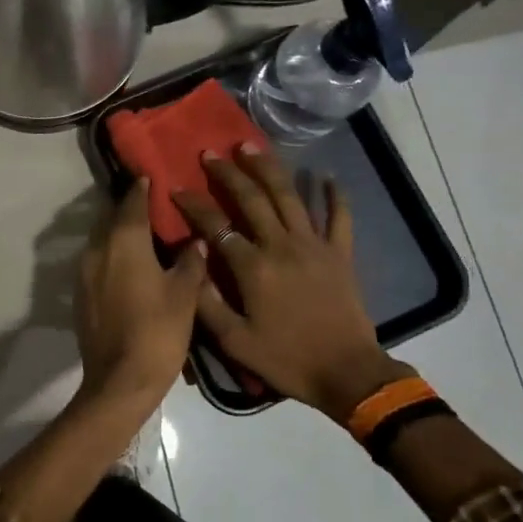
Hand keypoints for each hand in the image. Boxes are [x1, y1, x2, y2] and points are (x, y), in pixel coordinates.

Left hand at [75, 179, 206, 408]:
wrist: (119, 381)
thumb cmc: (157, 332)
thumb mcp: (185, 295)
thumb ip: (191, 261)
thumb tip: (196, 241)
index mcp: (124, 241)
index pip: (132, 201)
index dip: (143, 188)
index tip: (154, 177)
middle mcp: (98, 248)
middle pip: (113, 218)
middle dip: (131, 210)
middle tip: (156, 208)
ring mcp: (84, 271)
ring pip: (103, 240)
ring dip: (121, 233)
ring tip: (147, 237)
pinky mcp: (81, 293)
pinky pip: (98, 261)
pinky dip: (113, 256)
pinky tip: (132, 268)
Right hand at [172, 143, 412, 424]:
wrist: (348, 375)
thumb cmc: (287, 359)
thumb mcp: (235, 342)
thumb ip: (207, 303)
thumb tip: (189, 265)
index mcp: (253, 268)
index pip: (216, 226)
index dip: (193, 205)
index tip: (175, 188)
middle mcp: (282, 246)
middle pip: (252, 199)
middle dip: (228, 173)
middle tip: (210, 153)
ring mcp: (314, 246)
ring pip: (289, 196)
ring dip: (269, 168)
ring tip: (251, 146)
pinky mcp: (340, 254)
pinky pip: (339, 217)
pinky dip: (334, 195)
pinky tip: (327, 176)